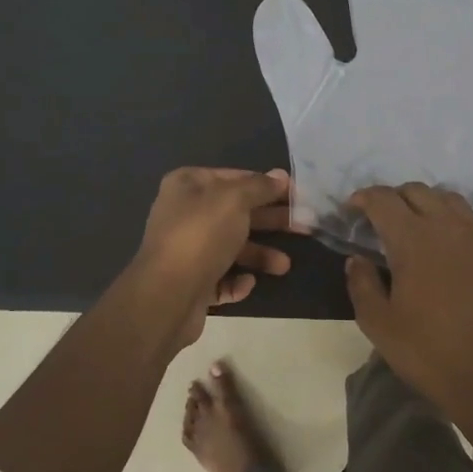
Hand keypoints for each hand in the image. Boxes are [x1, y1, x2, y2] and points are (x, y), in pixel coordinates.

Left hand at [133, 167, 293, 348]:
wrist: (167, 295)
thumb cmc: (201, 235)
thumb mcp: (234, 200)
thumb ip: (259, 187)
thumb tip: (280, 176)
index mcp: (188, 185)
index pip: (235, 177)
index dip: (267, 184)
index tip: (297, 194)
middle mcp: (184, 213)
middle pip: (236, 212)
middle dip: (270, 220)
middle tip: (305, 226)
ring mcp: (187, 249)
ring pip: (232, 246)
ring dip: (260, 254)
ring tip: (284, 266)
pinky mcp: (191, 281)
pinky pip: (221, 276)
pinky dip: (237, 280)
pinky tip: (248, 282)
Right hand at [342, 183, 472, 426]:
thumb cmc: (427, 352)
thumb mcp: (378, 323)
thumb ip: (362, 283)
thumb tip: (357, 259)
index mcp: (413, 240)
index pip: (384, 199)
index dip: (364, 197)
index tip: (352, 208)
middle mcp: (448, 229)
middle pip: (418, 191)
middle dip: (394, 197)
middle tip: (380, 218)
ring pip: (450, 201)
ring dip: (426, 203)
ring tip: (414, 225)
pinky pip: (472, 226)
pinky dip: (452, 225)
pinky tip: (446, 252)